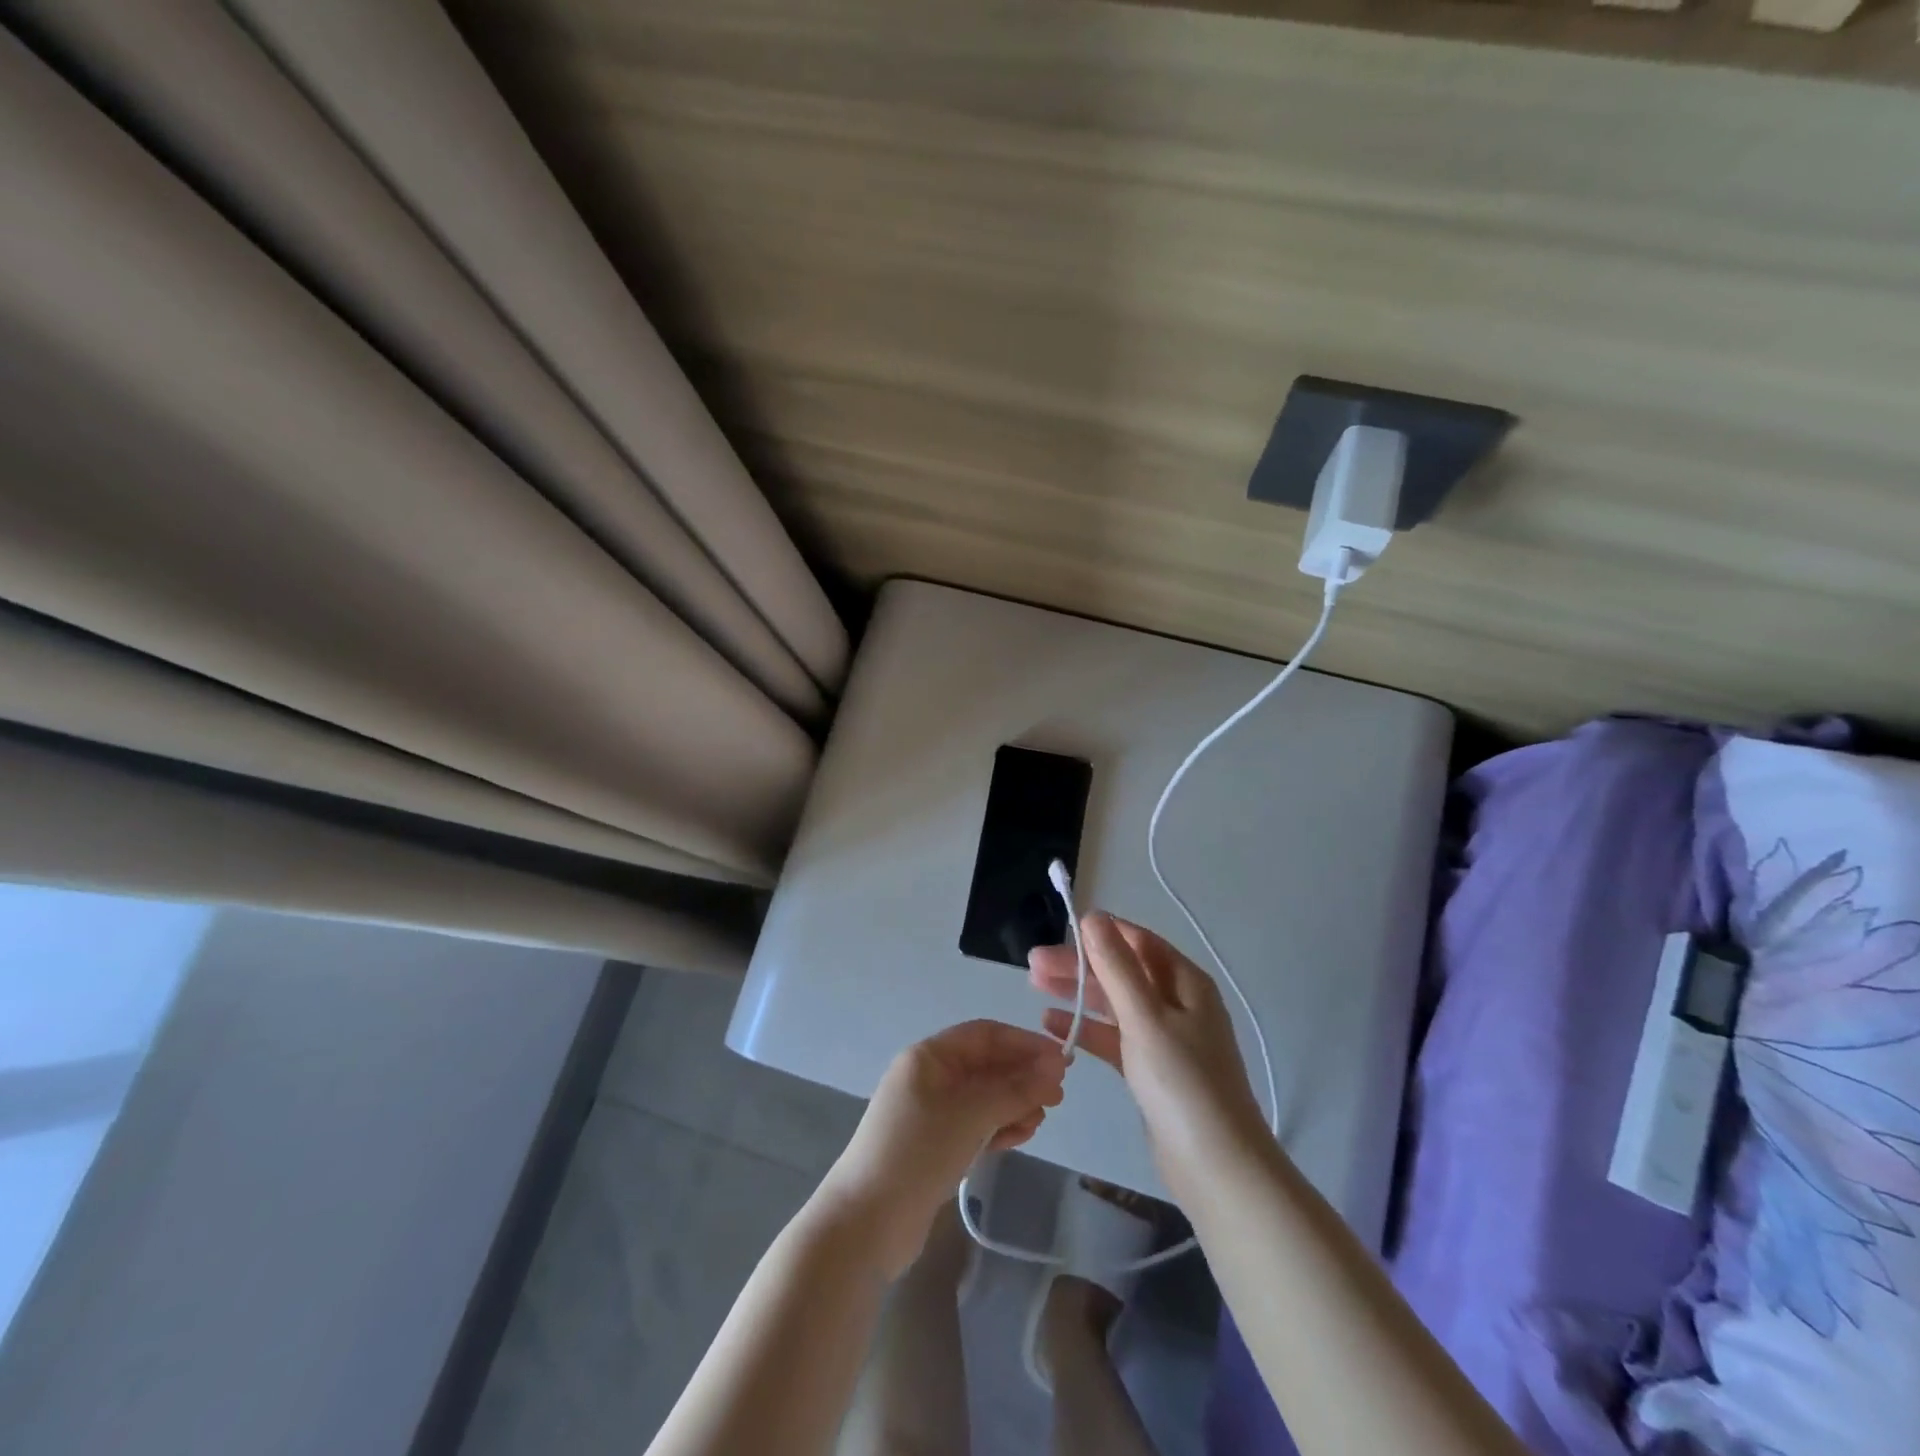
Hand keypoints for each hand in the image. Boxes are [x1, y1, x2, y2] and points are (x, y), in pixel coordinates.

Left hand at [817, 1020, 1066, 1277]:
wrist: (867, 1224)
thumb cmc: (918, 1152)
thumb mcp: (971, 1114)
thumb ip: (1015, 1089)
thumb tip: (1056, 1067)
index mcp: (929, 1057)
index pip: (984, 1035)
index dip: (1023, 1043)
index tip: (1061, 1060)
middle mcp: (929, 1078)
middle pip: (985, 1066)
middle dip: (1022, 1077)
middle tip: (1058, 1097)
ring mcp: (931, 1114)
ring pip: (983, 1098)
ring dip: (1014, 1103)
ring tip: (1039, 1121)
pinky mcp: (936, 1147)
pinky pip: (975, 1125)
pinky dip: (998, 1127)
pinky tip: (1019, 1137)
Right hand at [1029, 913, 1266, 1189]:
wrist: (1217, 1168)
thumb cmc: (1182, 1083)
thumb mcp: (1145, 1018)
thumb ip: (1117, 967)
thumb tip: (1094, 918)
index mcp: (1185, 982)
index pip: (1138, 941)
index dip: (1100, 933)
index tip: (1059, 932)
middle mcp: (1178, 1003)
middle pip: (1122, 971)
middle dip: (1080, 964)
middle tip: (1032, 964)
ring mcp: (1165, 1037)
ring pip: (1115, 1003)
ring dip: (1078, 993)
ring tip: (1034, 986)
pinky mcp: (1152, 1069)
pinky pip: (1114, 1037)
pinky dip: (1087, 1028)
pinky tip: (1052, 1025)